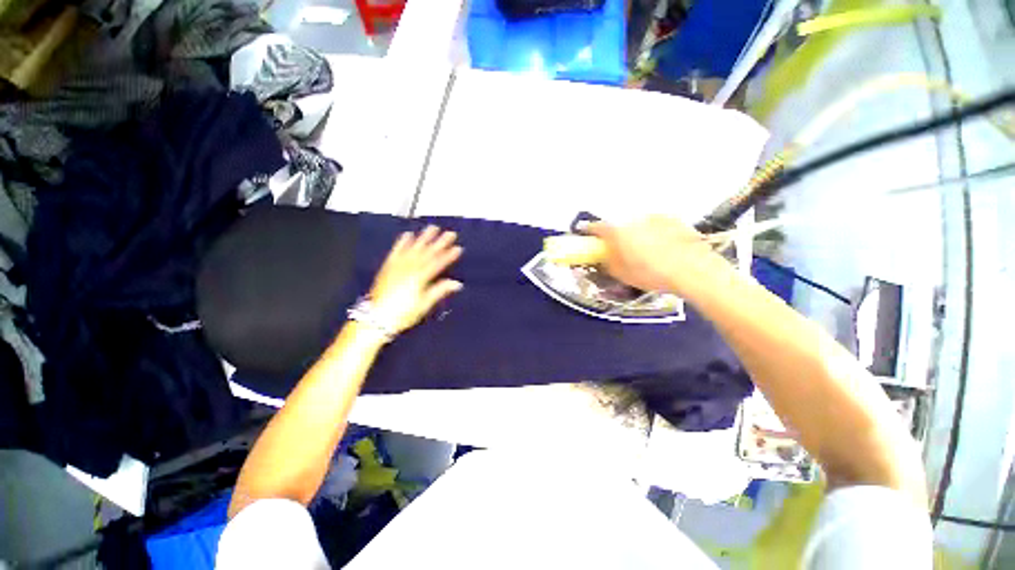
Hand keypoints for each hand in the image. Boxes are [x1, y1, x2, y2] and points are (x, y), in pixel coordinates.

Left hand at [368, 226, 462, 334]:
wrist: (376, 318)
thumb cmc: (403, 313)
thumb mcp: (424, 304)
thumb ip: (439, 291)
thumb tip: (457, 283)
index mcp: (419, 278)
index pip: (437, 263)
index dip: (448, 255)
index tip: (457, 248)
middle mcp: (409, 268)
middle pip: (427, 253)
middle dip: (439, 242)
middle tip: (449, 233)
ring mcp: (397, 266)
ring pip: (413, 249)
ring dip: (423, 238)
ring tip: (432, 228)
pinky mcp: (388, 267)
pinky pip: (396, 252)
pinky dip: (402, 243)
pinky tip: (407, 235)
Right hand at [585, 216, 730, 300]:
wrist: (693, 270)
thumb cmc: (651, 274)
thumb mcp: (621, 274)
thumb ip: (606, 262)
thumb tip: (601, 257)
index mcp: (617, 232)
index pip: (596, 227)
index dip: (589, 231)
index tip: (586, 235)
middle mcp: (633, 219)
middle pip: (618, 225)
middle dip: (616, 235)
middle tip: (620, 249)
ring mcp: (654, 217)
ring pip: (637, 224)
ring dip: (635, 233)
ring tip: (645, 250)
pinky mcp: (672, 219)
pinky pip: (655, 224)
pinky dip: (653, 232)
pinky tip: (662, 246)